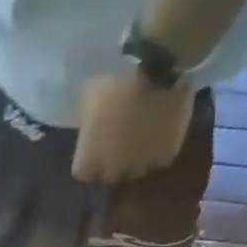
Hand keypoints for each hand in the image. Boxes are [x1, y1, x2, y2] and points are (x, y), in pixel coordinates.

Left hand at [72, 70, 194, 182]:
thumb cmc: (116, 83)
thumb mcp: (90, 98)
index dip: (86, 161)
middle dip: (110, 163)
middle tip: (115, 143)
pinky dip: (157, 150)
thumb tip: (90, 125)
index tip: (91, 149)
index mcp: (90, 158)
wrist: (159, 72)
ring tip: (139, 138)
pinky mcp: (164, 158)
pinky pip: (157, 159)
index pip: (82, 173)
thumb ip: (88, 121)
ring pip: (134, 170)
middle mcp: (113, 170)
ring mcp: (140, 166)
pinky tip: (158, 133)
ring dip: (134, 158)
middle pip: (108, 175)